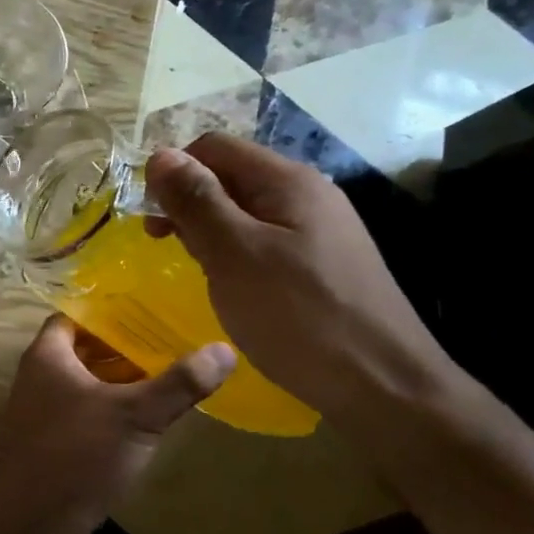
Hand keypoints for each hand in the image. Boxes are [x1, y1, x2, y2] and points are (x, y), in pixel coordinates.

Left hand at [0, 316, 232, 533]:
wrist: (31, 526)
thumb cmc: (78, 454)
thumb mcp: (135, 415)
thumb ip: (179, 383)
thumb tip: (225, 348)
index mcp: (48, 356)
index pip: (75, 316)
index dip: (108, 312)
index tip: (149, 312)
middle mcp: (39, 378)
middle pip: (83, 350)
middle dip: (123, 348)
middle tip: (170, 343)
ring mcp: (42, 415)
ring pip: (86, 386)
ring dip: (120, 383)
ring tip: (168, 378)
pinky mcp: (52, 447)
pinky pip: (85, 416)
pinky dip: (112, 413)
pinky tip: (146, 423)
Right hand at [145, 134, 459, 422]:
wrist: (382, 385)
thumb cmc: (298, 315)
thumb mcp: (233, 254)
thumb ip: (196, 201)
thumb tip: (159, 155)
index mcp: (286, 180)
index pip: (214, 147)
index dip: (174, 172)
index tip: (150, 218)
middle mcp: (306, 193)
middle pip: (230, 176)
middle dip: (189, 203)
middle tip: (166, 247)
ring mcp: (318, 229)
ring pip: (245, 211)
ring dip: (210, 231)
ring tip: (198, 269)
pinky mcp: (322, 263)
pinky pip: (264, 241)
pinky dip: (235, 254)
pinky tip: (232, 286)